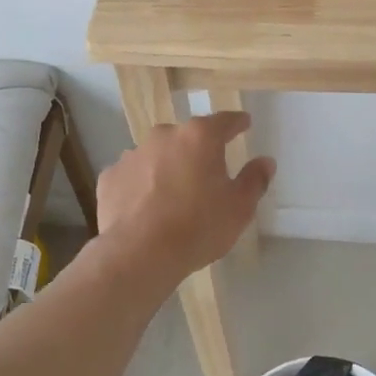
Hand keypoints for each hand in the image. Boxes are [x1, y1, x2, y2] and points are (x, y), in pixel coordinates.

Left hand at [96, 112, 274, 284]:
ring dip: (167, 166)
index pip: (225, 121)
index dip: (237, 123)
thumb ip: (255, 180)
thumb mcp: (239, 208)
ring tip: (174, 194)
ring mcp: (133, 154)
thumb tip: (266, 161)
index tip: (244, 124)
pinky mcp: (110, 177)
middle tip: (207, 172)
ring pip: (157, 154)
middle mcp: (164, 136)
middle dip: (198, 150)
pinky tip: (145, 206)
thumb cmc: (198, 227)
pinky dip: (141, 185)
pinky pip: (133, 175)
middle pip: (187, 137)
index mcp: (200, 137)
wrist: (139, 254)